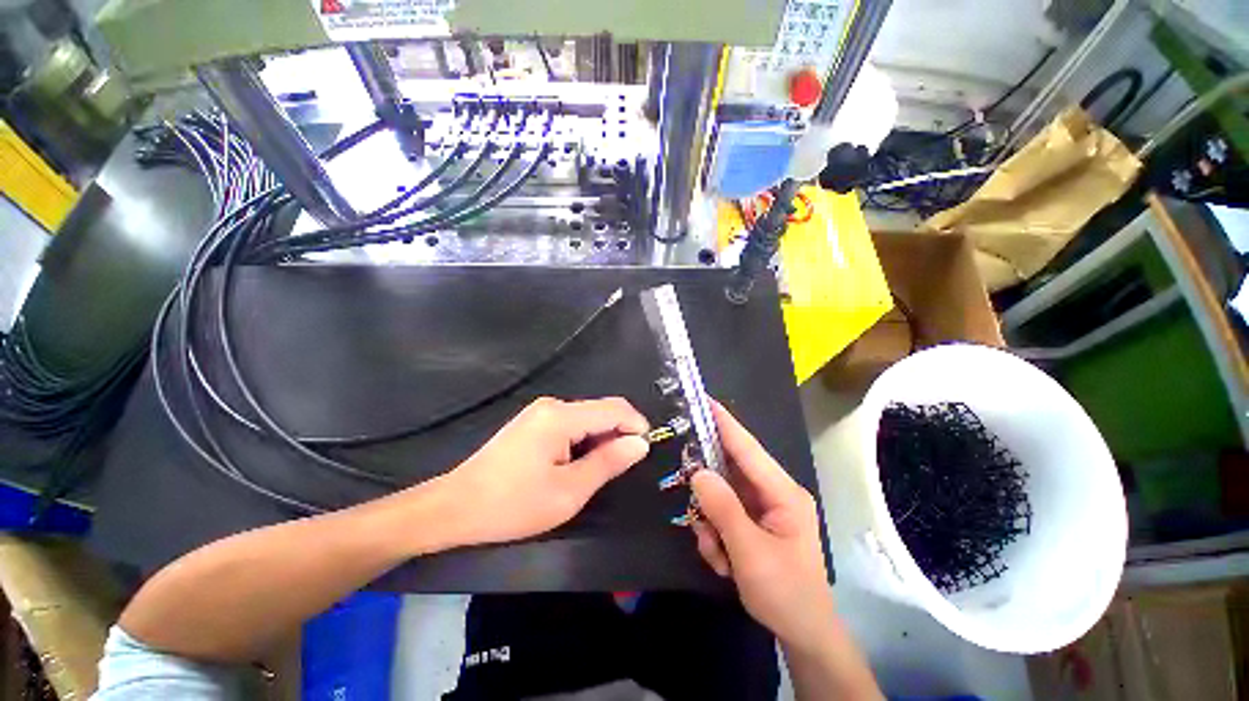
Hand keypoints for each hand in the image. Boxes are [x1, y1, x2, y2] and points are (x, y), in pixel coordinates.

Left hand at [440, 397, 649, 545]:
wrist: (455, 507)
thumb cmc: (513, 504)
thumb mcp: (569, 491)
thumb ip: (608, 463)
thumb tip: (640, 443)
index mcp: (562, 416)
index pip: (614, 409)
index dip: (636, 425)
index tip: (646, 450)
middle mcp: (553, 405)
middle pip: (601, 410)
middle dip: (619, 433)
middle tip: (622, 467)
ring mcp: (540, 411)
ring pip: (587, 417)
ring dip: (601, 438)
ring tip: (599, 470)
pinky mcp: (533, 422)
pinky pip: (571, 423)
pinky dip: (584, 439)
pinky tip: (578, 463)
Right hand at [690, 403, 836, 653]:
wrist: (803, 634)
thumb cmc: (786, 593)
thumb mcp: (750, 552)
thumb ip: (723, 508)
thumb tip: (698, 473)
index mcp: (783, 492)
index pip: (748, 448)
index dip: (725, 423)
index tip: (704, 401)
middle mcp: (772, 493)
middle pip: (728, 472)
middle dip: (709, 492)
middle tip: (695, 506)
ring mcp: (761, 508)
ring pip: (720, 496)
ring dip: (711, 523)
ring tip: (719, 554)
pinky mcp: (752, 522)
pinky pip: (722, 514)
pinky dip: (715, 535)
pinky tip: (724, 561)